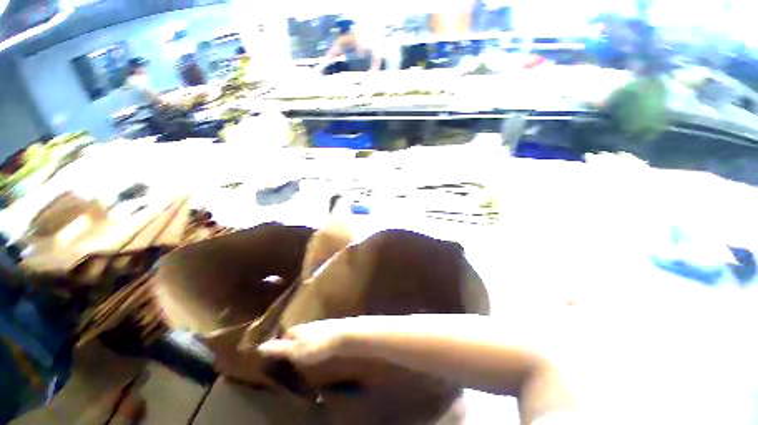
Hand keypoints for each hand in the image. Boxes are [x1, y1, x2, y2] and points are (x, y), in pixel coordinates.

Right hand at [258, 318, 357, 364]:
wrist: (345, 336)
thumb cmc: (318, 344)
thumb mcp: (295, 350)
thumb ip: (279, 349)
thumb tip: (259, 346)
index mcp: (298, 329)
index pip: (286, 334)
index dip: (280, 343)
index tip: (275, 354)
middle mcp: (310, 326)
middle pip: (298, 334)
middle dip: (293, 343)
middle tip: (289, 358)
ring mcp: (323, 327)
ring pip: (310, 336)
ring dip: (306, 344)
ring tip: (304, 357)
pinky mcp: (333, 332)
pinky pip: (321, 338)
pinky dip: (318, 345)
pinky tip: (320, 353)